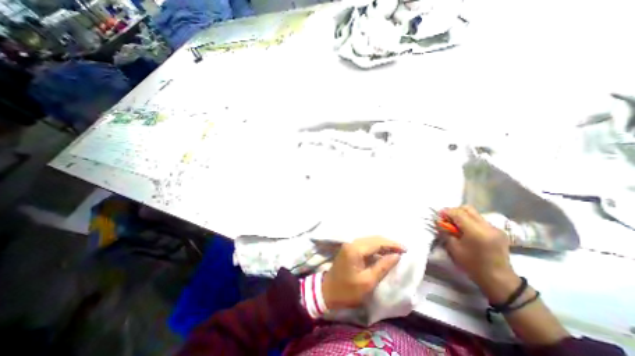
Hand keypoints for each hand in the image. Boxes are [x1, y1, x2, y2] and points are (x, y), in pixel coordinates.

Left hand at [323, 236, 405, 307]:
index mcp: (356, 249)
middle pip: (374, 238)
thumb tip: (396, 255)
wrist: (328, 292)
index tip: (406, 249)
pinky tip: (382, 252)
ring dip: (383, 244)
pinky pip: (365, 244)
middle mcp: (352, 243)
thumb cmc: (348, 290)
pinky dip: (375, 247)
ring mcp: (350, 245)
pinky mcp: (349, 249)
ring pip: (370, 240)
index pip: (377, 242)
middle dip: (389, 243)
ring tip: (395, 251)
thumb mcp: (368, 282)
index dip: (392, 244)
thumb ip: (382, 266)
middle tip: (402, 250)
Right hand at [443, 204, 517, 301]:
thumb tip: (439, 221)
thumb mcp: (453, 248)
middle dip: (454, 211)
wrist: (498, 279)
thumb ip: (445, 231)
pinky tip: (467, 231)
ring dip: (462, 216)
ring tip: (456, 226)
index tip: (439, 217)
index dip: (446, 212)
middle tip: (447, 220)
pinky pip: (480, 220)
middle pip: (467, 209)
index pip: (458, 213)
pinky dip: (470, 221)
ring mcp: (495, 228)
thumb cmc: (472, 264)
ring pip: (474, 213)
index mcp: (476, 231)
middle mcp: (487, 226)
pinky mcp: (498, 231)